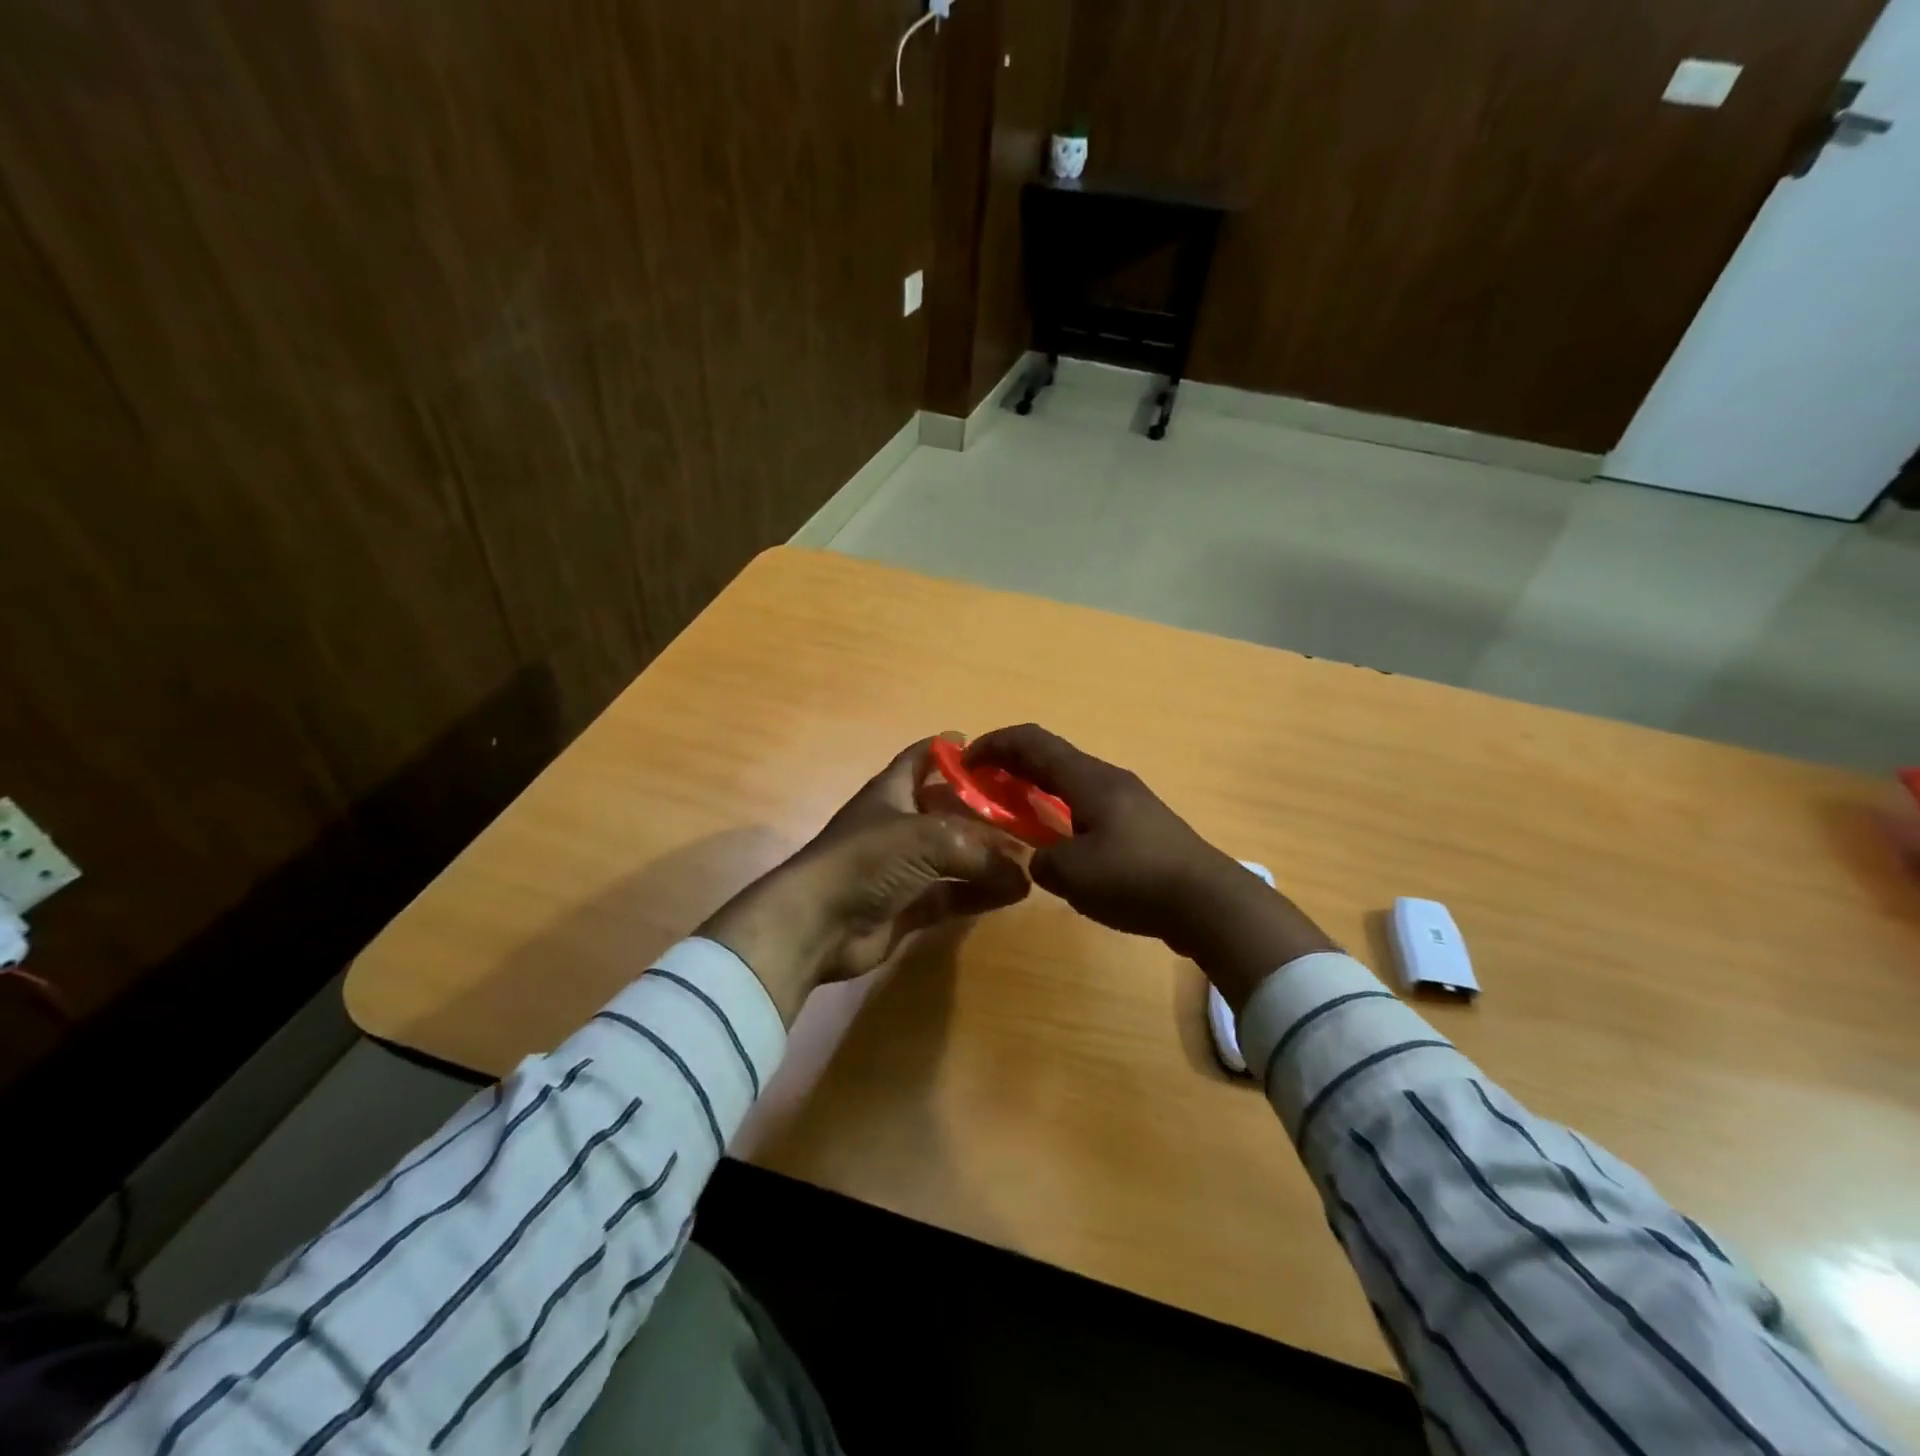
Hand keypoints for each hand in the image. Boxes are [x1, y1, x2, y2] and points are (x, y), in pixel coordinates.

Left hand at [698, 737, 1030, 1023]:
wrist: (816, 924)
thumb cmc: (866, 860)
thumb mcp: (927, 839)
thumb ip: (979, 852)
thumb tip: (1022, 873)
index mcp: (894, 790)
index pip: (926, 757)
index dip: (955, 751)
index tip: (998, 755)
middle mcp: (900, 824)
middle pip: (950, 809)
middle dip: (987, 811)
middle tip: (1031, 814)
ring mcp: (904, 867)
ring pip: (956, 856)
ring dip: (989, 857)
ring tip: (1033, 857)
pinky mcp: (908, 905)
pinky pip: (953, 894)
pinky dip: (980, 893)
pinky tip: (1014, 893)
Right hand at [965, 724, 1337, 1010]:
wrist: (1210, 903)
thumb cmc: (1136, 879)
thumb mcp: (1072, 874)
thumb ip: (1041, 861)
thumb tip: (1039, 859)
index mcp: (1089, 780)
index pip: (1032, 742)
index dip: (994, 745)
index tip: (965, 763)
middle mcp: (1108, 780)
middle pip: (1051, 757)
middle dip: (1012, 765)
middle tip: (983, 787)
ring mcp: (1129, 801)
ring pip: (1071, 781)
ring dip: (1037, 789)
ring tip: (1014, 814)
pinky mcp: (1141, 825)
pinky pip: (1088, 804)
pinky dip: (1060, 810)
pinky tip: (1057, 841)